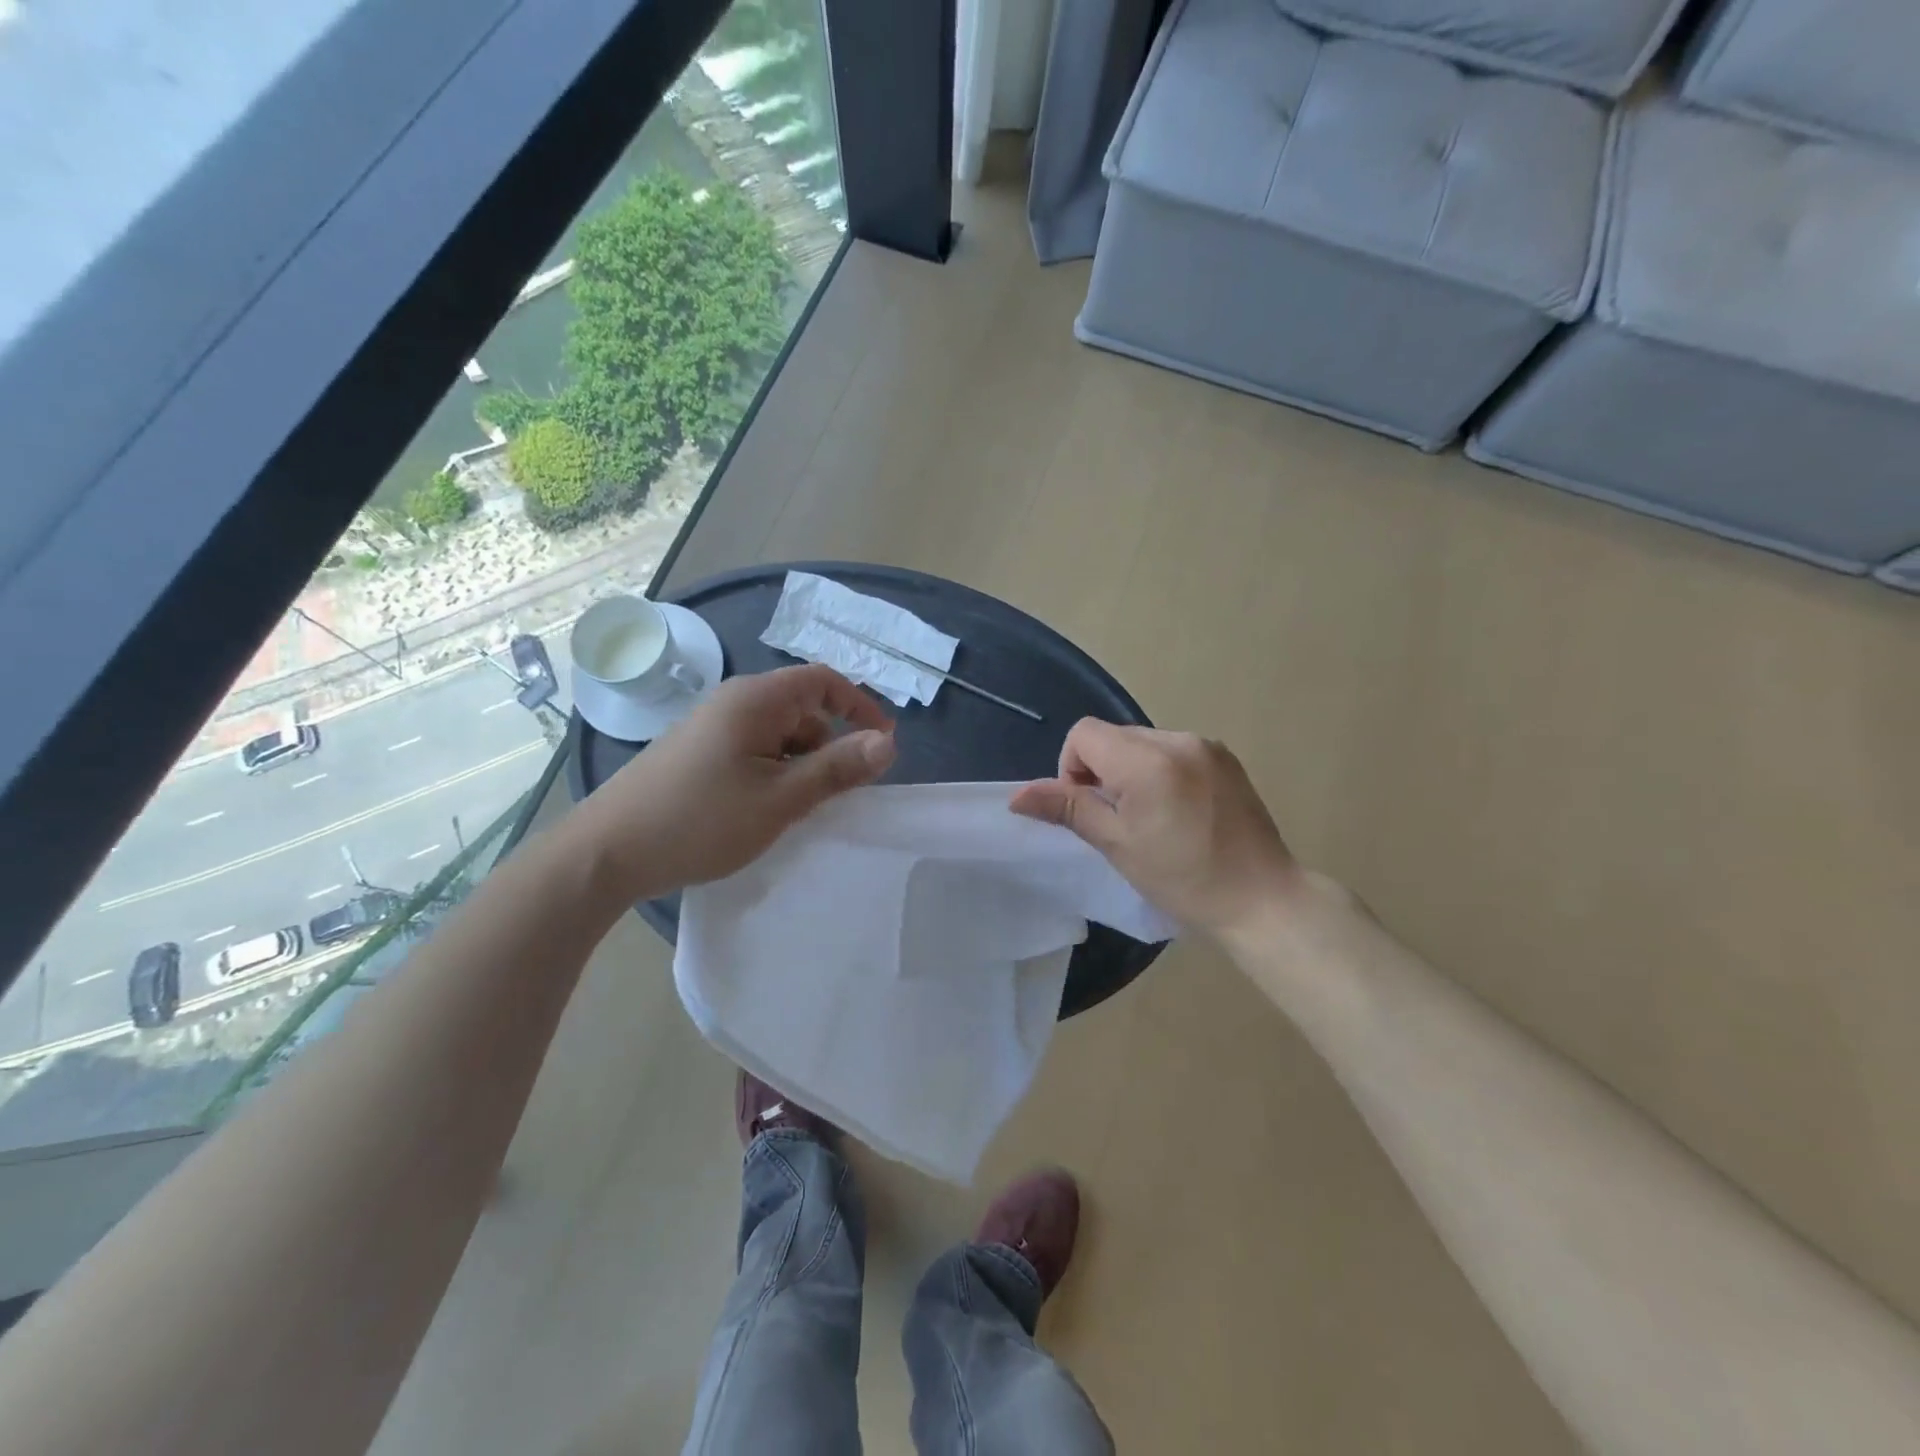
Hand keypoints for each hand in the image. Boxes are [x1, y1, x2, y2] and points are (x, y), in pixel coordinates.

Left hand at [573, 664, 895, 899]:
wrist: (607, 852)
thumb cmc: (700, 820)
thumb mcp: (780, 799)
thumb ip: (837, 768)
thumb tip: (888, 743)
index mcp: (755, 700)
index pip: (823, 681)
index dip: (860, 706)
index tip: (884, 745)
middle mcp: (734, 702)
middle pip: (802, 708)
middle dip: (830, 744)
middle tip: (838, 793)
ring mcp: (712, 727)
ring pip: (779, 734)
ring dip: (801, 764)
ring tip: (798, 809)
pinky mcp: (698, 752)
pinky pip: (754, 750)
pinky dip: (774, 772)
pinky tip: (765, 810)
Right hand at [1010, 720, 1299, 938]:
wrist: (1263, 899)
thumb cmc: (1183, 879)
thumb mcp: (1116, 845)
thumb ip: (1067, 808)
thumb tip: (1017, 796)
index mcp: (1146, 760)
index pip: (1083, 735)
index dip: (1072, 769)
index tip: (1091, 810)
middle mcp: (1177, 739)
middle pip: (1112, 736)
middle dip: (1101, 771)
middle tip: (1120, 820)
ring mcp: (1206, 745)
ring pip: (1142, 743)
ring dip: (1130, 770)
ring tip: (1152, 817)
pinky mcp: (1224, 757)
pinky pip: (1172, 750)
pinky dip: (1160, 771)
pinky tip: (1178, 811)